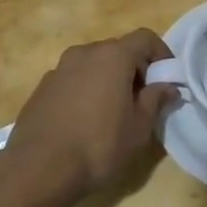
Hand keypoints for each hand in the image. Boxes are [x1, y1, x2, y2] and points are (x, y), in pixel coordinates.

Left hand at [3, 29, 176, 206]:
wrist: (38, 169)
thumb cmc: (98, 146)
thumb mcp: (138, 129)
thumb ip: (155, 101)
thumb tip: (169, 86)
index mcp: (113, 56)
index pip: (145, 38)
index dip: (161, 54)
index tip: (168, 80)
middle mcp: (85, 52)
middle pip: (118, 50)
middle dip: (135, 70)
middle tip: (142, 101)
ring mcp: (59, 68)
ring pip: (94, 65)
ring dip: (108, 80)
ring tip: (112, 113)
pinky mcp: (43, 87)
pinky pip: (73, 80)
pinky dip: (85, 90)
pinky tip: (84, 122)